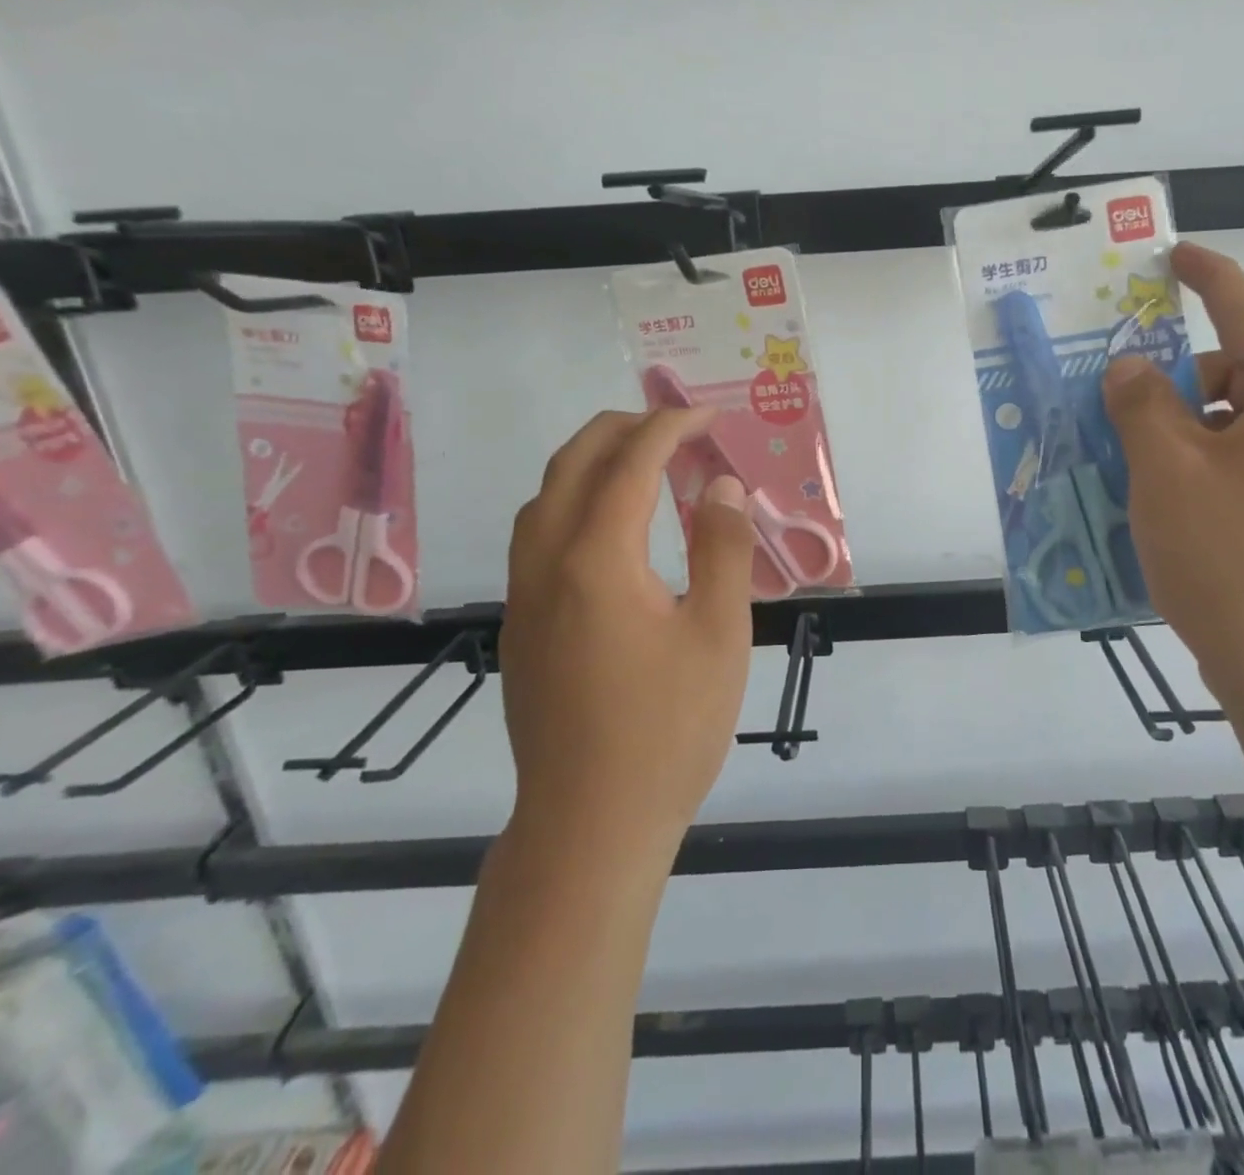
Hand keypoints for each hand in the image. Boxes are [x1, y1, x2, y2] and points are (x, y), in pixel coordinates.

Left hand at [499, 408, 756, 854]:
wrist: (589, 825)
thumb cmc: (668, 730)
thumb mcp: (719, 634)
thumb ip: (723, 550)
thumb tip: (721, 487)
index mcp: (597, 559)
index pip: (630, 463)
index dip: (670, 428)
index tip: (708, 417)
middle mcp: (546, 563)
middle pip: (572, 463)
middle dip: (622, 428)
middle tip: (675, 426)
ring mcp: (524, 595)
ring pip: (544, 497)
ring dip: (590, 461)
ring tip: (641, 461)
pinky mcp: (521, 625)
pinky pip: (536, 534)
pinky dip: (573, 500)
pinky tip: (608, 527)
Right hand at [1103, 243, 1243, 712]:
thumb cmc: (1232, 560)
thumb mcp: (1168, 472)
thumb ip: (1141, 405)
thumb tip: (1131, 367)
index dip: (1207, 278)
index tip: (1173, 252)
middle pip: (1234, 378)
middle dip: (1172, 387)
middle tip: (1112, 411)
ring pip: (1231, 430)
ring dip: (1177, 437)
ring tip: (1125, 469)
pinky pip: (1240, 471)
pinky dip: (1196, 473)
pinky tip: (1158, 508)